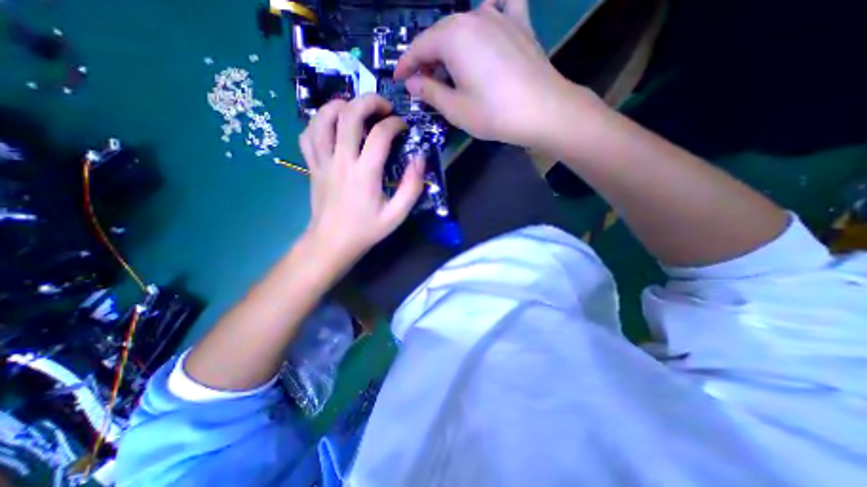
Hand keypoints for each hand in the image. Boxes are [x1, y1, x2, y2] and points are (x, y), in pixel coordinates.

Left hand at [298, 95, 425, 269]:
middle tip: (383, 107)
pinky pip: (308, 134)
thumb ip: (411, 187)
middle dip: (368, 101)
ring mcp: (322, 161)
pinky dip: (319, 122)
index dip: (395, 124)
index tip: (403, 127)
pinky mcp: (311, 165)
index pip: (380, 135)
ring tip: (356, 109)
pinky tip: (332, 126)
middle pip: (348, 115)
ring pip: (322, 118)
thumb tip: (419, 159)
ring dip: (340, 105)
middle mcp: (341, 161)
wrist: (332, 242)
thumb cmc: (366, 229)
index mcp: (365, 174)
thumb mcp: (397, 215)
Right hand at [396, 0, 608, 149]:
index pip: (419, 47)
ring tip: (448, 64)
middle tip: (422, 80)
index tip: (398, 79)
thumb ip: (429, 92)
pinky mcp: (520, 24)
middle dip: (426, 57)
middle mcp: (473, 17)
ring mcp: (499, 16)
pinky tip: (489, 18)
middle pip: (440, 34)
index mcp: (453, 38)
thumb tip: (412, 82)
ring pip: (465, 23)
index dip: (406, 64)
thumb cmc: (494, 113)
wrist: (543, 111)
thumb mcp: (455, 109)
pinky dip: (491, 11)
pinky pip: (502, 6)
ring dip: (450, 42)